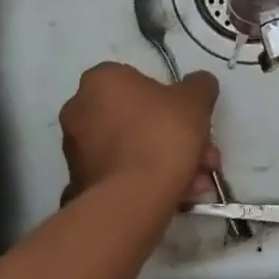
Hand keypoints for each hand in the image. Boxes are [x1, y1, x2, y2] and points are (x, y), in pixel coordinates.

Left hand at [59, 62, 221, 203]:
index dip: (170, 100)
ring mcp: (76, 149)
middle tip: (202, 155)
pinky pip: (121, 172)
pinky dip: (146, 179)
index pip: (138, 80)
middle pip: (138, 117)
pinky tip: (177, 194)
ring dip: (165, 160)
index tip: (191, 120)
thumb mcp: (196, 100)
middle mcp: (80, 109)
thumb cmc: (162, 135)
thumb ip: (199, 85)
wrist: (133, 199)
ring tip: (197, 182)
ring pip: (132, 148)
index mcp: (101, 80)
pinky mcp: (79, 182)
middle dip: (175, 136)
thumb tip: (198, 84)